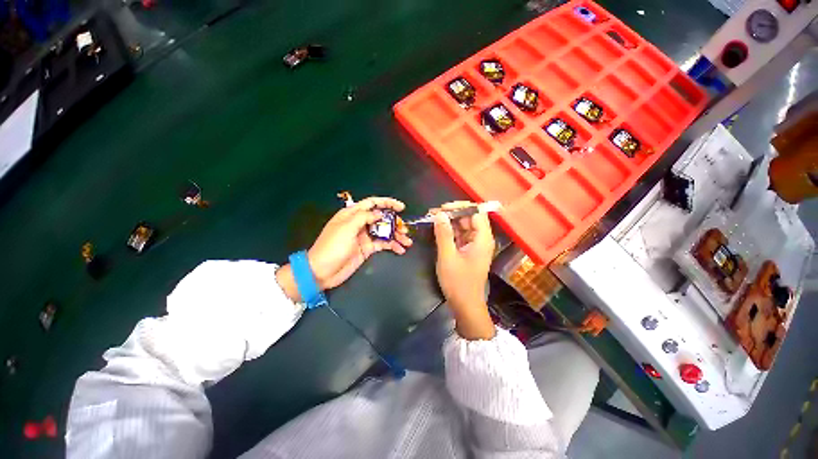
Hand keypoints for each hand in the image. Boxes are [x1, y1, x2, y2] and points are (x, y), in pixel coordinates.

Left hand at [277, 197, 411, 301]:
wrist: (322, 271)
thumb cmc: (332, 246)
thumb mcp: (347, 228)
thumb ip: (364, 217)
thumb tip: (379, 213)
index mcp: (352, 214)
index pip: (372, 203)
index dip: (387, 203)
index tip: (401, 207)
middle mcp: (360, 223)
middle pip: (381, 218)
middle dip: (395, 222)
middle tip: (405, 229)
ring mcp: (364, 236)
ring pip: (384, 231)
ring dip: (396, 235)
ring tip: (407, 241)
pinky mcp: (367, 248)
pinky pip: (383, 244)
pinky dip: (392, 246)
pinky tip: (401, 249)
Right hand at [433, 201, 495, 339]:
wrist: (465, 305)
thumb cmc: (458, 282)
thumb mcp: (447, 256)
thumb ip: (443, 234)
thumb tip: (439, 214)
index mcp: (482, 239)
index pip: (476, 212)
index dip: (461, 207)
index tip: (443, 208)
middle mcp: (481, 239)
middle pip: (469, 218)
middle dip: (452, 213)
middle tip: (433, 213)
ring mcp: (475, 245)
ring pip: (463, 226)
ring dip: (449, 221)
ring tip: (432, 218)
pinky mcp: (468, 250)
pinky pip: (459, 235)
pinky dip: (449, 231)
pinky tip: (437, 229)